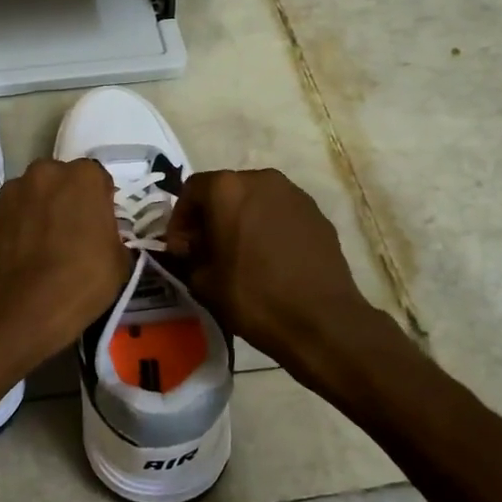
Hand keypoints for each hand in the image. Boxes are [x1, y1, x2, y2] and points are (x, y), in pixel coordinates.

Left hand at [0, 158, 130, 363]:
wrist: (23, 308)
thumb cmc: (81, 280)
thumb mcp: (119, 260)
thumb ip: (111, 234)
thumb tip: (100, 235)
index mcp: (84, 176)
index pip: (97, 180)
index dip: (99, 202)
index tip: (99, 225)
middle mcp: (45, 173)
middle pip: (60, 180)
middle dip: (65, 199)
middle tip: (70, 233)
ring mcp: (11, 192)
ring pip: (31, 195)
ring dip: (38, 210)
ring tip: (41, 245)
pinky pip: (10, 215)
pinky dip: (16, 227)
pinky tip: (21, 255)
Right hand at [166, 168, 385, 370]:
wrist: (322, 321)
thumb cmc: (253, 296)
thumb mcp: (204, 281)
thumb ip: (190, 256)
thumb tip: (193, 249)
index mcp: (227, 189)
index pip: (191, 191)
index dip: (180, 220)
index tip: (180, 249)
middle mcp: (261, 180)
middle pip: (225, 191)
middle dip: (211, 217)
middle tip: (206, 250)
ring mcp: (294, 194)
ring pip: (255, 200)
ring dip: (241, 220)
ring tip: (239, 254)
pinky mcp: (317, 214)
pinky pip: (281, 213)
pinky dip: (268, 227)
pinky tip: (269, 259)